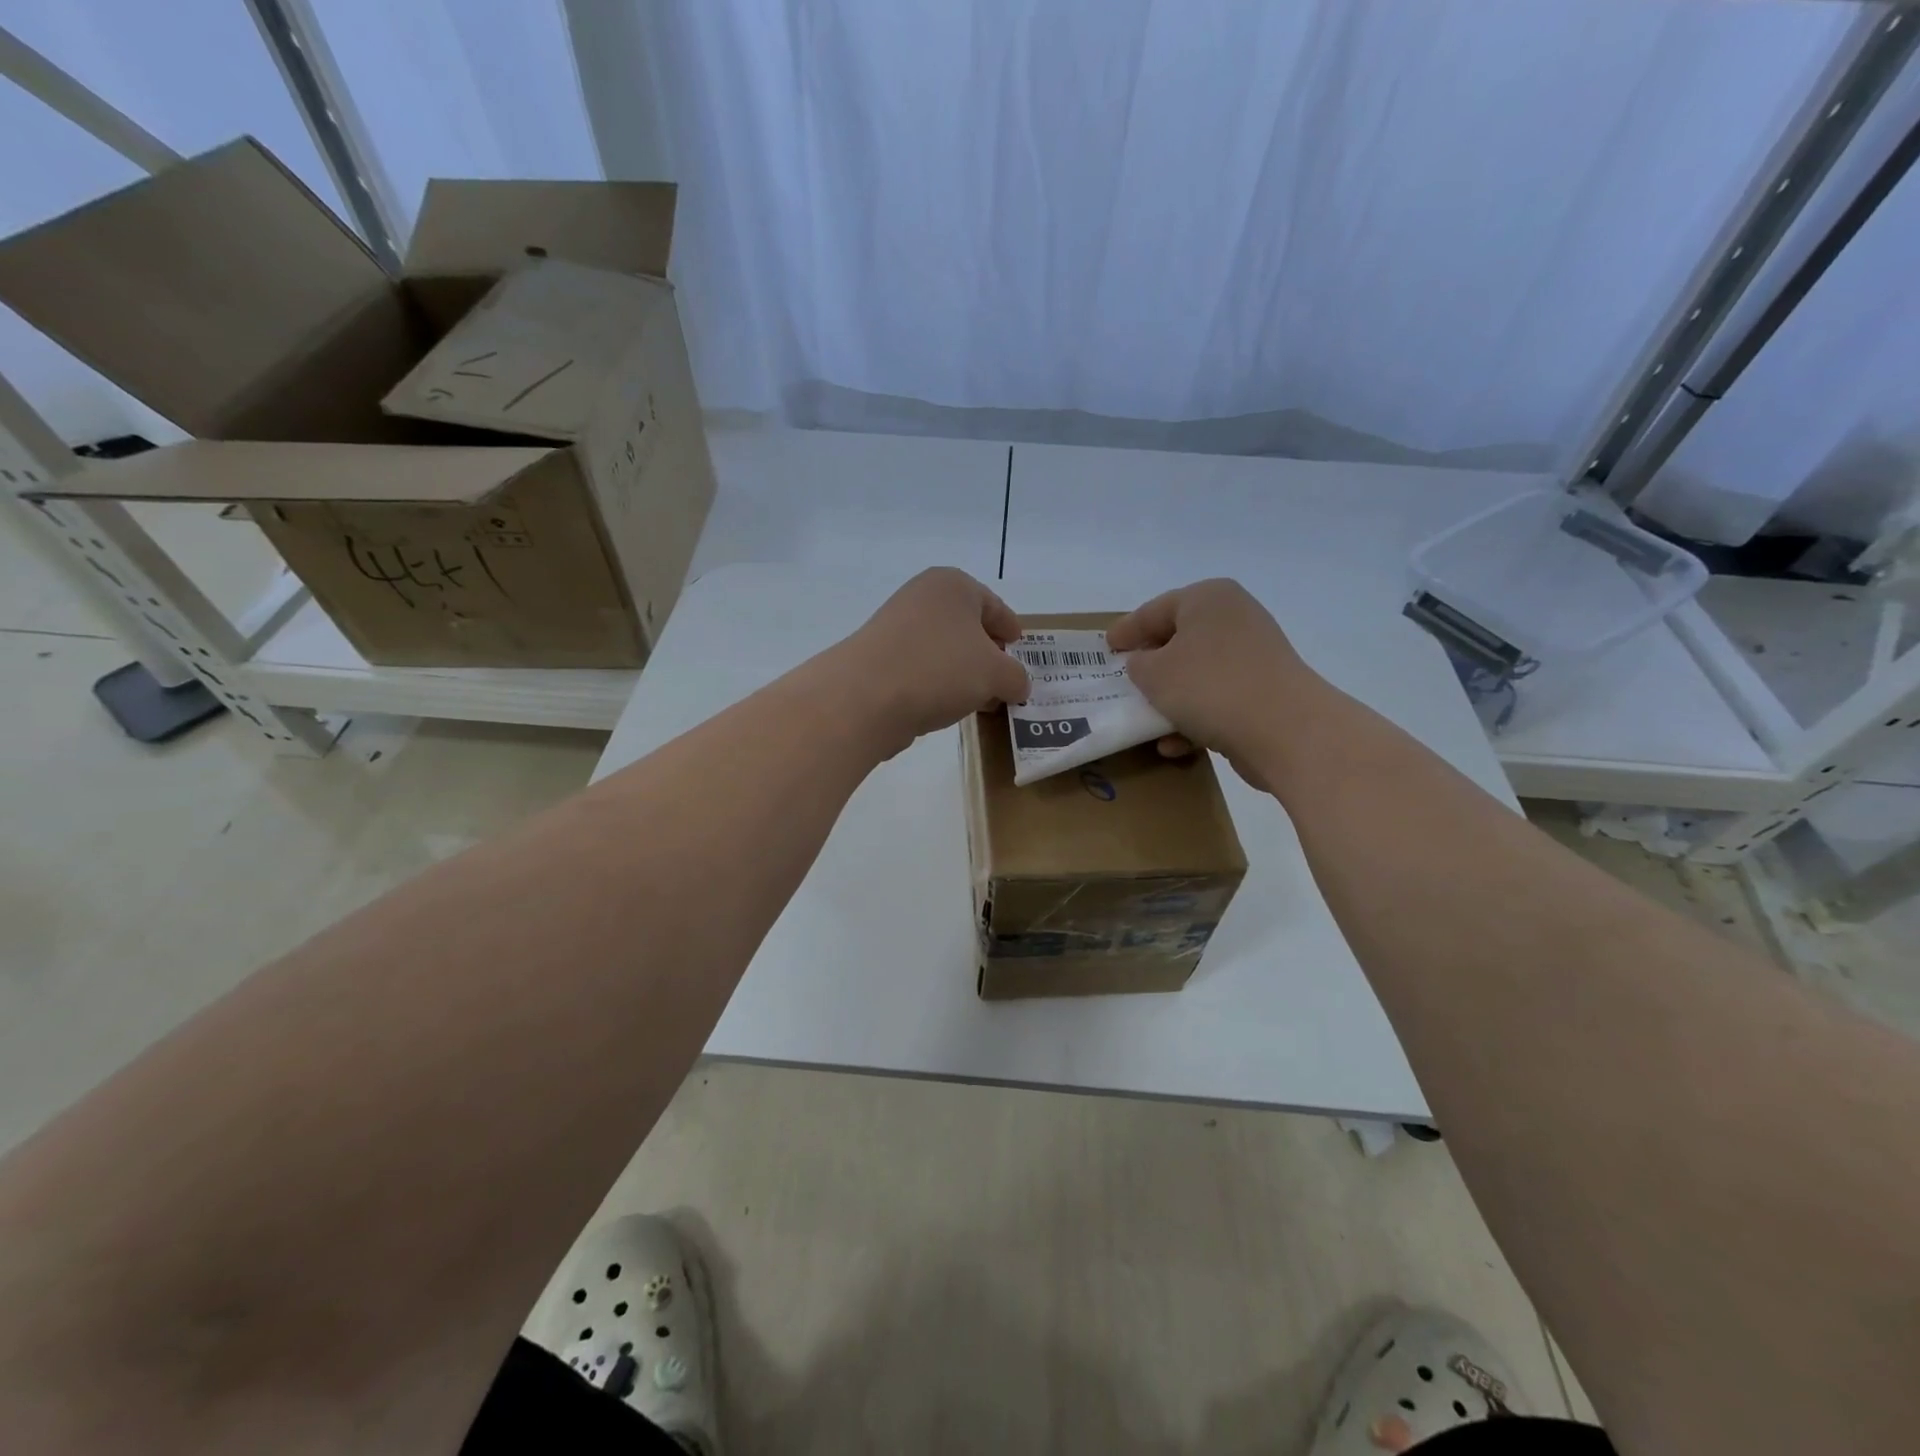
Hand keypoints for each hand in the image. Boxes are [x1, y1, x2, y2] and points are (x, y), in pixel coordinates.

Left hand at [831, 568, 1029, 756]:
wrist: (866, 697)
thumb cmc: (940, 668)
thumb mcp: (995, 673)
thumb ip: (1015, 677)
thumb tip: (1017, 686)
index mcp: (953, 585)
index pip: (993, 605)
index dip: (1010, 628)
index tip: (1019, 647)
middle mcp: (922, 597)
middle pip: (966, 626)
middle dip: (987, 653)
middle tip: (1004, 679)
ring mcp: (895, 627)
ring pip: (943, 649)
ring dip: (962, 672)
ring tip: (980, 700)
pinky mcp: (878, 659)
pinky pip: (920, 668)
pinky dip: (937, 683)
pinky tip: (947, 707)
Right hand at [1107, 578, 1323, 789]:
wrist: (1284, 730)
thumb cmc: (1209, 687)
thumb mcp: (1154, 673)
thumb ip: (1138, 664)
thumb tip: (1146, 664)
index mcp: (1208, 598)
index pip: (1154, 610)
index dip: (1126, 630)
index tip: (1106, 647)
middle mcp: (1234, 618)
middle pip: (1180, 640)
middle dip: (1151, 664)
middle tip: (1124, 678)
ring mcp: (1254, 656)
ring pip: (1198, 674)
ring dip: (1171, 698)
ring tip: (1145, 718)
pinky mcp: (1264, 692)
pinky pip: (1218, 699)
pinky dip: (1194, 719)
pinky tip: (1174, 745)